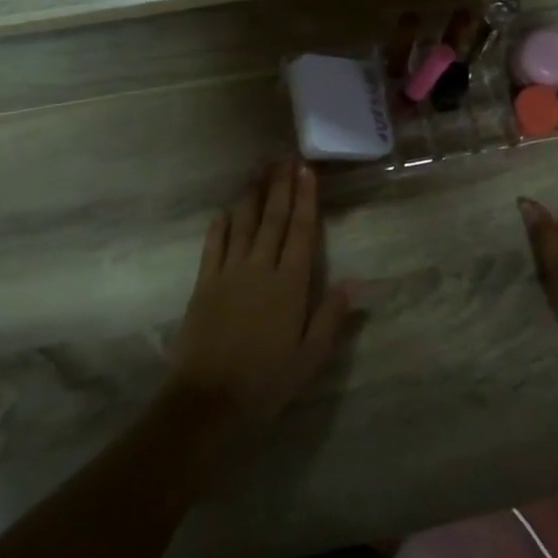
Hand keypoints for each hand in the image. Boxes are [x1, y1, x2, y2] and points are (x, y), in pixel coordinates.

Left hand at [168, 159, 356, 428]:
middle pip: (273, 219)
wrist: (208, 400)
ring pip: (243, 224)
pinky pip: (213, 246)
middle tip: (284, 157)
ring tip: (259, 171)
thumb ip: (330, 318)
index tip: (305, 171)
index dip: (305, 199)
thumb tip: (353, 284)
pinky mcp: (204, 284)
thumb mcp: (310, 357)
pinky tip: (224, 211)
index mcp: (290, 284)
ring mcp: (229, 273)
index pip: (301, 232)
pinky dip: (220, 226)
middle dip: (280, 186)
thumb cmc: (266, 381)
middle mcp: (260, 268)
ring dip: (252, 196)